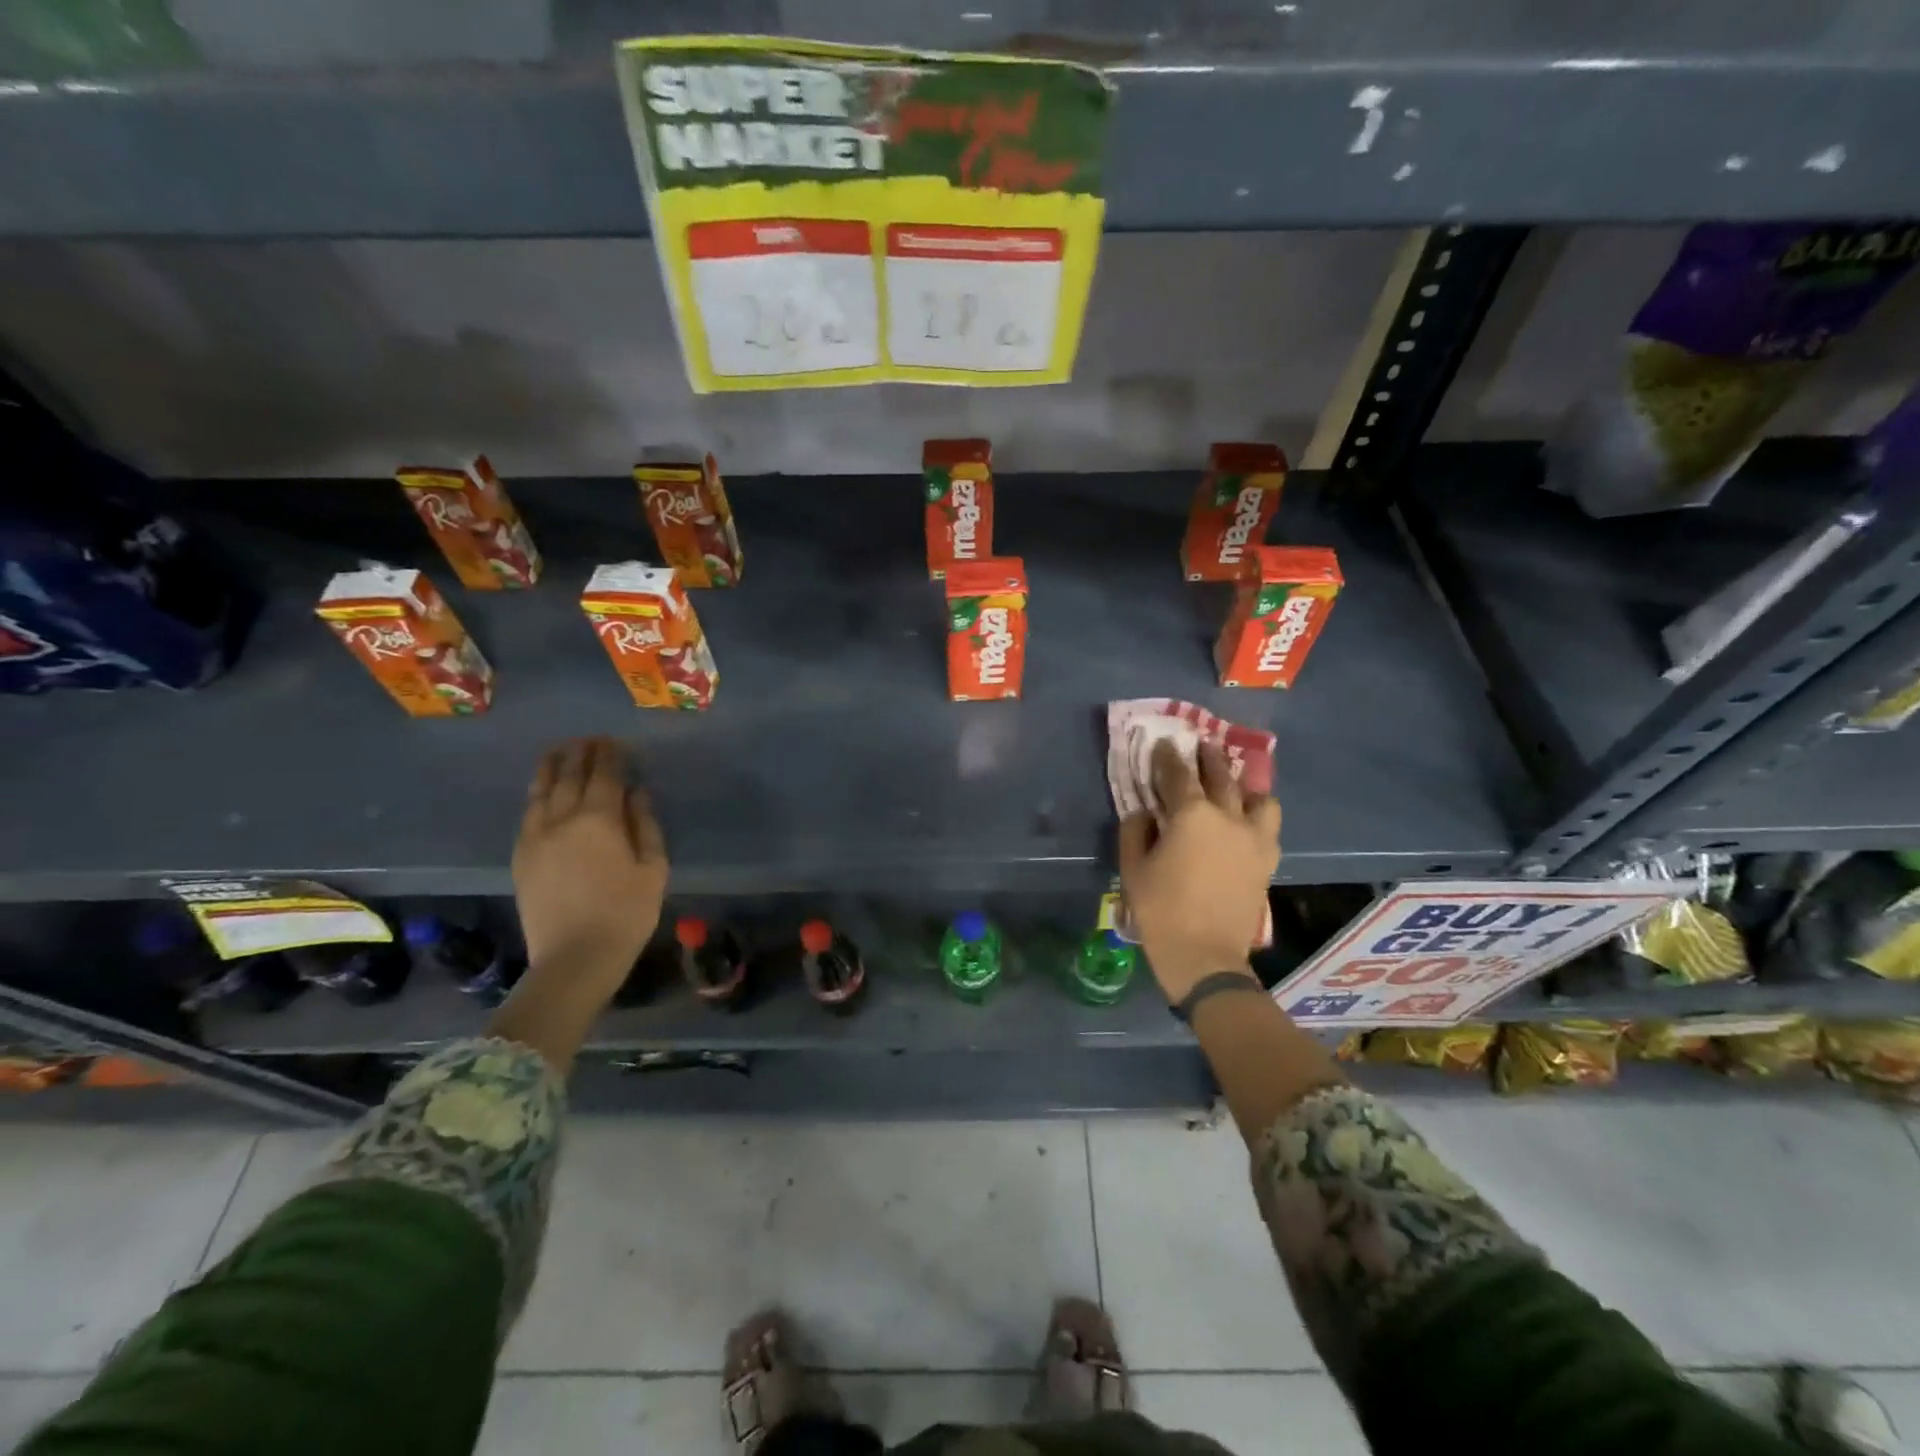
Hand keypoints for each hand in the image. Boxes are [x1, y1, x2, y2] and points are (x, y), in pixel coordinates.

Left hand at [512, 737, 667, 994]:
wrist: (573, 958)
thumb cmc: (626, 913)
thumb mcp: (653, 869)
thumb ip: (645, 825)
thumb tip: (636, 793)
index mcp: (598, 819)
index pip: (603, 774)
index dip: (610, 754)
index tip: (616, 742)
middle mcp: (561, 819)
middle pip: (568, 775)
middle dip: (581, 753)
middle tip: (590, 740)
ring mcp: (535, 837)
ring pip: (540, 790)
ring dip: (552, 767)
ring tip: (560, 752)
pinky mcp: (521, 856)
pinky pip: (528, 813)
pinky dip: (538, 794)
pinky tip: (544, 792)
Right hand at [1118, 740, 1279, 1003]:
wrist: (1205, 955)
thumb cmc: (1160, 910)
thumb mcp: (1133, 868)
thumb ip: (1136, 831)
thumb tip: (1145, 812)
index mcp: (1191, 815)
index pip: (1177, 774)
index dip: (1167, 757)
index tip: (1162, 745)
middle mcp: (1227, 817)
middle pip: (1220, 775)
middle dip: (1208, 757)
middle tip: (1201, 744)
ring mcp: (1253, 838)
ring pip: (1258, 797)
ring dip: (1244, 784)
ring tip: (1236, 784)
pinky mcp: (1267, 860)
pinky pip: (1269, 825)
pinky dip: (1258, 815)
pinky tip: (1247, 820)